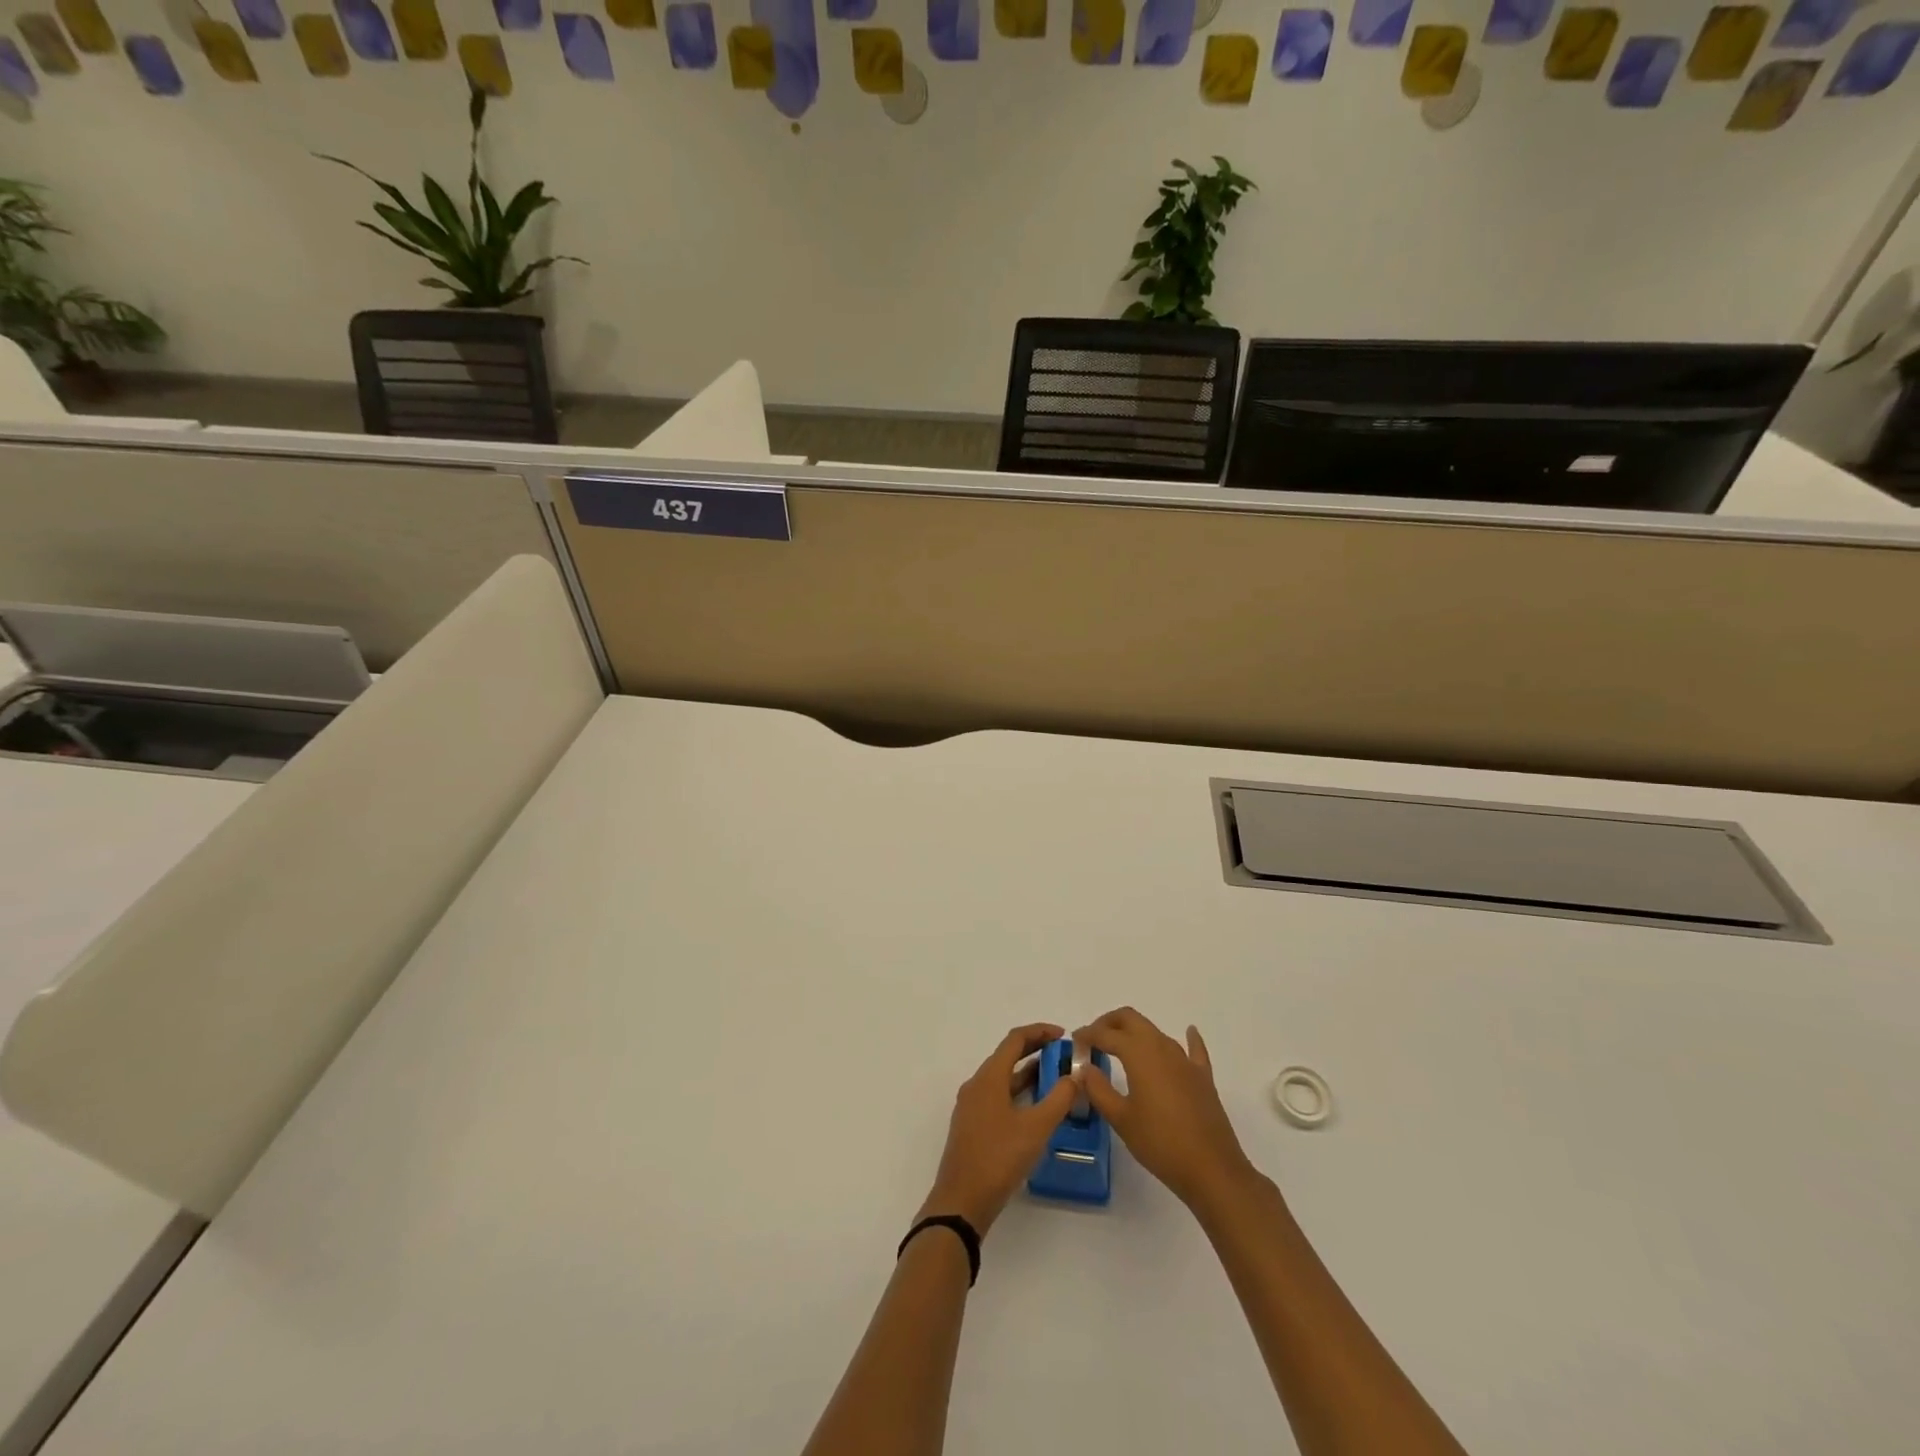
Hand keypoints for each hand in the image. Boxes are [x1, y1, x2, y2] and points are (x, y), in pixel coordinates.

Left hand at [920, 1023, 1078, 1234]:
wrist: (961, 1201)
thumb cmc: (999, 1158)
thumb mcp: (1036, 1128)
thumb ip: (1059, 1099)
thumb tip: (1075, 1076)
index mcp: (989, 1077)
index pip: (1015, 1040)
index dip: (1040, 1032)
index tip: (1063, 1035)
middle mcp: (977, 1084)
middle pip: (1007, 1056)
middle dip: (1035, 1051)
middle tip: (1063, 1055)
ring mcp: (972, 1105)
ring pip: (1003, 1078)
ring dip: (1028, 1073)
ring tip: (1056, 1079)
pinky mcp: (972, 1125)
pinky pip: (998, 1096)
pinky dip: (1018, 1092)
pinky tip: (1036, 1109)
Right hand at [1077, 1007, 1257, 1212]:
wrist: (1212, 1169)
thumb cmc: (1160, 1143)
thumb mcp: (1121, 1119)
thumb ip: (1099, 1089)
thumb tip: (1084, 1068)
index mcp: (1139, 1054)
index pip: (1107, 1034)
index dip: (1088, 1034)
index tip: (1075, 1042)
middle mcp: (1162, 1048)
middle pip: (1131, 1019)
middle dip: (1109, 1022)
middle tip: (1094, 1038)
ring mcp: (1186, 1061)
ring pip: (1156, 1032)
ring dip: (1136, 1033)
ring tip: (1121, 1049)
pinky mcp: (1203, 1077)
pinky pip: (1194, 1049)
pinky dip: (1188, 1038)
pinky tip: (1189, 1032)